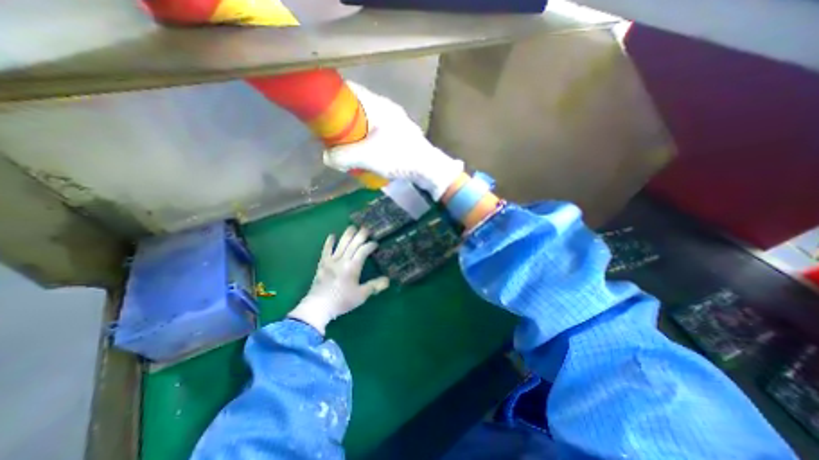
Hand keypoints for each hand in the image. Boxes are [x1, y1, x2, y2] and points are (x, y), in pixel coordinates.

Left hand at [288, 225, 389, 334]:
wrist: (319, 306)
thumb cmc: (342, 301)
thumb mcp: (361, 295)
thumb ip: (374, 286)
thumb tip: (387, 280)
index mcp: (353, 266)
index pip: (363, 251)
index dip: (370, 245)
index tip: (375, 243)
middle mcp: (343, 260)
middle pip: (353, 244)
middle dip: (360, 235)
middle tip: (366, 228)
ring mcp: (331, 260)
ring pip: (341, 244)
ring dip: (347, 234)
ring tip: (353, 227)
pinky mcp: (322, 263)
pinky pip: (326, 250)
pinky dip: (329, 242)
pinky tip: (332, 235)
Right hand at [327, 81, 467, 199]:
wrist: (428, 168)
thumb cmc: (399, 157)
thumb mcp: (367, 157)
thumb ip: (343, 157)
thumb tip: (327, 158)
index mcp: (378, 105)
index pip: (349, 90)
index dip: (332, 99)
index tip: (321, 115)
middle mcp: (386, 109)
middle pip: (356, 109)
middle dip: (342, 124)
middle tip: (334, 139)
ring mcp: (394, 122)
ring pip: (366, 123)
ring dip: (355, 136)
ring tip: (350, 152)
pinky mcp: (398, 136)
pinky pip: (375, 134)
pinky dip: (367, 143)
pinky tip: (366, 157)